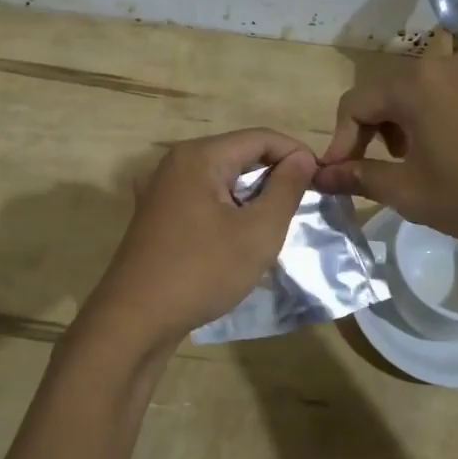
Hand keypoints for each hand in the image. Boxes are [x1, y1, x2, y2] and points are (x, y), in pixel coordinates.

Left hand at [85, 129, 318, 351]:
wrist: (134, 320)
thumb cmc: (202, 271)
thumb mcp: (258, 232)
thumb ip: (285, 189)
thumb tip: (302, 158)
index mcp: (199, 156)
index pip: (260, 137)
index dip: (296, 154)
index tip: (323, 180)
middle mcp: (176, 163)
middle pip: (238, 154)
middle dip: (274, 175)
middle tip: (303, 204)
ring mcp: (161, 189)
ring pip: (221, 178)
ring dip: (252, 195)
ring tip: (277, 222)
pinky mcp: (157, 214)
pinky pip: (203, 198)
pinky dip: (228, 209)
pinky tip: (241, 236)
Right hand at [313, 51, 457, 250]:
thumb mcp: (412, 193)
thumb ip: (360, 178)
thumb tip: (321, 176)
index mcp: (414, 83)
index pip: (354, 103)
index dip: (340, 141)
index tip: (340, 177)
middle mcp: (444, 63)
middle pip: (387, 92)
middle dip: (373, 132)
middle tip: (379, 171)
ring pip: (421, 91)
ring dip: (405, 124)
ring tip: (418, 163)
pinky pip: (455, 93)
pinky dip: (439, 117)